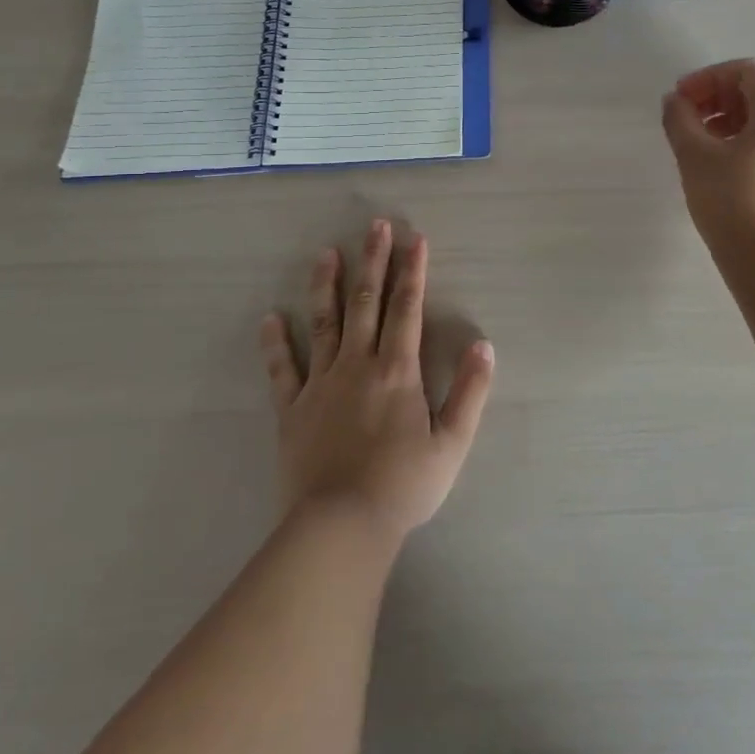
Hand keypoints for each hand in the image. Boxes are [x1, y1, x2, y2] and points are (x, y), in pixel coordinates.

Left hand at [260, 220, 494, 541]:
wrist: (341, 526)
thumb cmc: (403, 486)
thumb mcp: (452, 443)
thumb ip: (470, 391)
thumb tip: (484, 345)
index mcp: (398, 371)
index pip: (408, 309)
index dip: (413, 272)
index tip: (415, 239)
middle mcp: (359, 365)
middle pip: (367, 304)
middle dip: (373, 262)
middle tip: (375, 226)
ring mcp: (321, 384)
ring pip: (324, 324)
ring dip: (326, 286)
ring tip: (326, 254)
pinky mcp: (293, 410)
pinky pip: (283, 370)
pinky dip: (276, 343)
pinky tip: (270, 318)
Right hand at [662, 59, 754, 246]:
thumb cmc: (731, 200)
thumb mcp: (695, 155)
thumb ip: (679, 119)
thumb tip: (674, 101)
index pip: (746, 71)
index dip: (708, 77)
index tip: (681, 98)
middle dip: (715, 98)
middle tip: (683, 119)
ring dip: (723, 122)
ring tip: (694, 145)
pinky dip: (737, 144)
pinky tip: (714, 168)